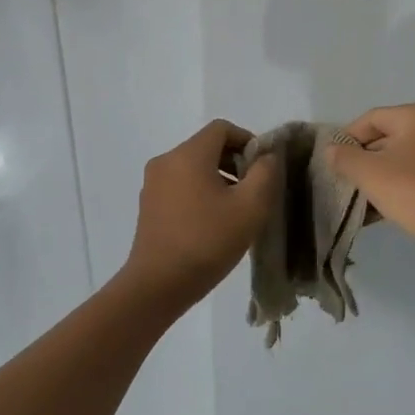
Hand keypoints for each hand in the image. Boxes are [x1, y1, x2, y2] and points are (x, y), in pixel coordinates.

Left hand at [119, 120, 277, 307]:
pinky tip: (212, 223)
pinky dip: (200, 193)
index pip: (222, 129)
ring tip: (236, 210)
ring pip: (193, 167)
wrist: (158, 285)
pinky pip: (180, 186)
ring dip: (219, 179)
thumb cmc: (207, 241)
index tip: (263, 168)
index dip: (248, 140)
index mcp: (188, 154)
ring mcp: (153, 184)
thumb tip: (267, 156)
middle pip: (207, 146)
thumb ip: (265, 173)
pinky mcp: (148, 206)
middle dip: (235, 162)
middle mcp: (166, 161)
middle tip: (254, 190)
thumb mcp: (250, 207)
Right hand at [326, 103, 414, 253]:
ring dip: (383, 176)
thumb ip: (345, 158)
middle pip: (390, 137)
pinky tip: (386, 209)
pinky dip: (403, 185)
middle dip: (365, 161)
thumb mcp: (370, 173)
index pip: (372, 119)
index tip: (334, 164)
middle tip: (347, 183)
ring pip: (406, 158)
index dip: (347, 139)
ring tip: (364, 200)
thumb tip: (332, 150)